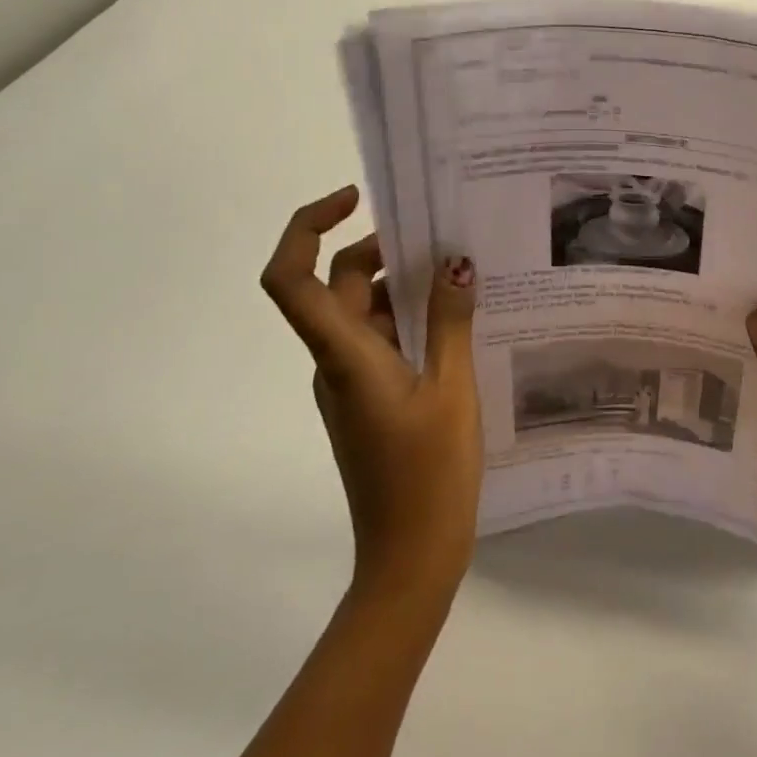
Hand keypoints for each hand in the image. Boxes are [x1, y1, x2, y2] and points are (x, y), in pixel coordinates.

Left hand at [260, 185, 480, 604]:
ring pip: (365, 312)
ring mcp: (351, 382)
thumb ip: (450, 321)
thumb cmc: (430, 473)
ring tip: (465, 274)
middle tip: (443, 236)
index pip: (292, 279)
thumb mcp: (452, 387)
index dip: (308, 227)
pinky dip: (413, 319)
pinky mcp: (370, 399)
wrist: (410, 557)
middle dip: (385, 249)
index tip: (356, 199)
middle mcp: (335, 362)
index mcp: (344, 355)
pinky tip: (460, 321)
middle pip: (340, 284)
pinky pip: (383, 340)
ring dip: (406, 286)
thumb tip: (455, 262)